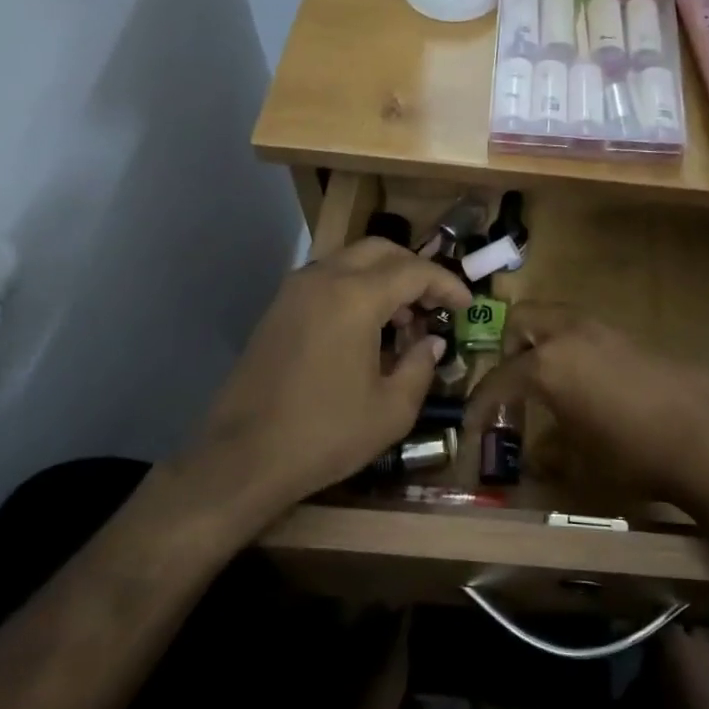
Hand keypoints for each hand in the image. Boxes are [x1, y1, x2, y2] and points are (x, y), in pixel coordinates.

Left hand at [186, 240, 471, 520]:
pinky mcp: (278, 309)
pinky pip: (327, 279)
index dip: (447, 284)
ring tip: (404, 319)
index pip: (414, 271)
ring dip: (384, 278)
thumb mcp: (391, 410)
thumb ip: (420, 367)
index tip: (467, 305)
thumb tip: (430, 342)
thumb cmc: (324, 435)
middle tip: (436, 302)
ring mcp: (294, 291)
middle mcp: (323, 279)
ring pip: (351, 260)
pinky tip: (366, 328)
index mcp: (355, 297)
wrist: (241, 458)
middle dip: (415, 270)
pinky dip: (356, 288)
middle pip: (381, 250)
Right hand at [461, 302, 708, 507]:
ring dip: (546, 343)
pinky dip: (578, 350)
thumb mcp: (580, 466)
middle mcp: (571, 336)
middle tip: (515, 383)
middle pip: (523, 319)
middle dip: (510, 347)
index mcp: (547, 365)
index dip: (480, 404)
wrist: (706, 438)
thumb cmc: (632, 457)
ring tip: (554, 383)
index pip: (499, 379)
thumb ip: (550, 454)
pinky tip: (595, 387)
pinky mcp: (635, 338)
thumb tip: (540, 453)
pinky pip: (591, 334)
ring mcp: (606, 331)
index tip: (472, 424)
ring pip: (560, 319)